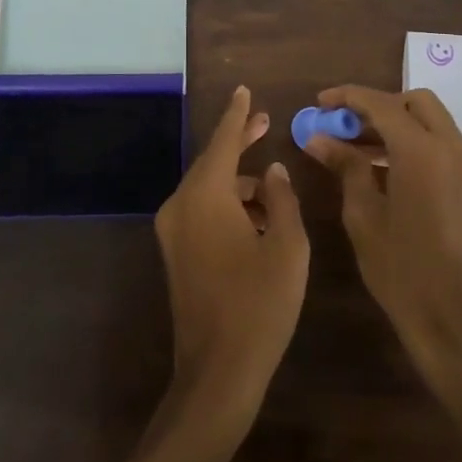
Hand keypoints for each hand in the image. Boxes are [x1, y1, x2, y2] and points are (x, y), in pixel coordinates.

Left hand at [154, 87, 308, 420]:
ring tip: (273, 186)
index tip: (243, 89)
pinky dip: (227, 204)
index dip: (237, 114)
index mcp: (206, 197)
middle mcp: (180, 205)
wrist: (218, 372)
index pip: (223, 141)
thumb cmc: (260, 305)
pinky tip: (257, 217)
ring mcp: (173, 231)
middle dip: (239, 142)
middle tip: (264, 122)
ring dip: (238, 181)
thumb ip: (282, 199)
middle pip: (212, 162)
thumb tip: (272, 171)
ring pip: (208, 188)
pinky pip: (201, 210)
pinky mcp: (175, 253)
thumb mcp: (288, 247)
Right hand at [306, 85, 461, 377]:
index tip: (320, 103)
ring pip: (431, 121)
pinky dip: (414, 142)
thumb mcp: (363, 214)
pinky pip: (441, 144)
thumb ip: (345, 166)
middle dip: (378, 106)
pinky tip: (384, 168)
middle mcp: (452, 147)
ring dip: (395, 124)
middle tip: (345, 125)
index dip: (348, 98)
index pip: (382, 104)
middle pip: (414, 103)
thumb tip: (318, 138)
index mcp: (422, 151)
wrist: (452, 317)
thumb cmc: (400, 268)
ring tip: (355, 149)